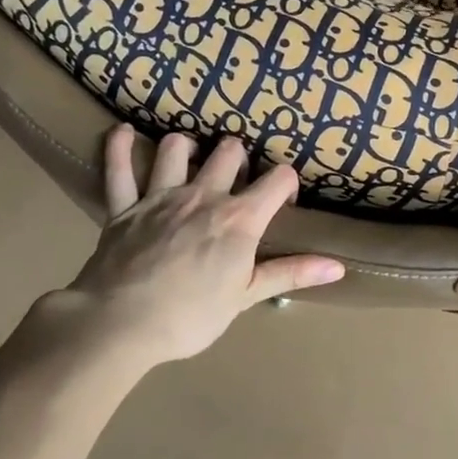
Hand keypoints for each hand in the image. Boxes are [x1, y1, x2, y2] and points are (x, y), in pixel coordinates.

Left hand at [63, 125, 343, 363]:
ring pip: (177, 148)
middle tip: (237, 180)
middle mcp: (203, 195)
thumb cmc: (191, 316)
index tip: (283, 202)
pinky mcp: (124, 206)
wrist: (120, 325)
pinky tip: (125, 132)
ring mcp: (161, 196)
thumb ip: (291, 274)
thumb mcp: (247, 297)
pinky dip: (120, 147)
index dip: (286, 184)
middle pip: (229, 152)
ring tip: (192, 158)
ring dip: (188, 147)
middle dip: (239, 158)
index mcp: (239, 218)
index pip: (278, 179)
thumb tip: (338, 266)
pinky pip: (118, 168)